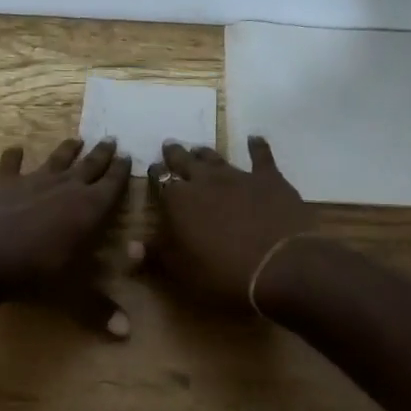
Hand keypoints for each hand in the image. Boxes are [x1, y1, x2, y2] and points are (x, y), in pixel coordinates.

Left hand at [0, 138, 132, 334]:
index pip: (112, 185)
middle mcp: (65, 188)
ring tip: (76, 139)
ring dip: (67, 150)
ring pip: (56, 160)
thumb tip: (127, 333)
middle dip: (101, 154)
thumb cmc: (35, 272)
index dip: (121, 171)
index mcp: (88, 209)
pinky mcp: (2, 183)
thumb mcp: (72, 294)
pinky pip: (10, 165)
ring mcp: (32, 181)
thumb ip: (99, 308)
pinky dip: (13, 157)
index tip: (129, 156)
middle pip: (88, 166)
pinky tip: (15, 148)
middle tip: (112, 139)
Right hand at [137, 137, 315, 311]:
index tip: (153, 169)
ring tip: (198, 148)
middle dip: (175, 154)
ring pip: (216, 158)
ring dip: (205, 153)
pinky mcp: (269, 179)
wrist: (280, 265)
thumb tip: (131, 246)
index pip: (161, 181)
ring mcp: (238, 176)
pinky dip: (257, 146)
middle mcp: (205, 181)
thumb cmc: (223, 273)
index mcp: (178, 201)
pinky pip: (261, 157)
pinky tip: (254, 138)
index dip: (156, 174)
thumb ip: (156, 254)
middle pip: (185, 162)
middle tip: (170, 146)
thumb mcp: (182, 271)